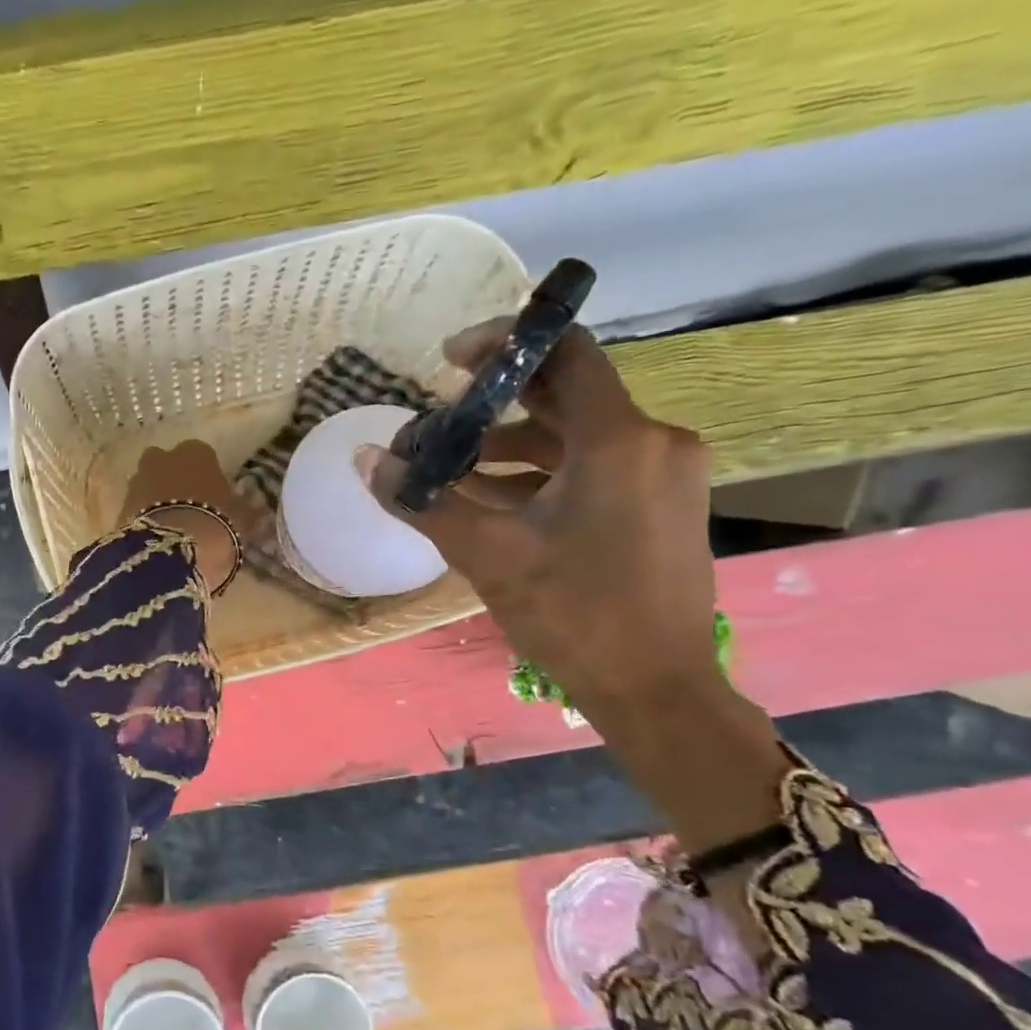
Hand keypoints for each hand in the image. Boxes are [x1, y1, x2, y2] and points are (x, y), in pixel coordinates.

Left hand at [118, 442, 247, 596]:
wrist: (172, 551)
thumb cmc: (217, 526)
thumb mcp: (242, 520)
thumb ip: (247, 510)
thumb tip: (258, 508)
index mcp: (197, 452)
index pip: (203, 458)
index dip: (206, 479)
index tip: (213, 500)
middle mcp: (163, 457)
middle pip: (168, 466)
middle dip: (175, 483)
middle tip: (188, 511)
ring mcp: (137, 480)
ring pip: (149, 485)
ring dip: (156, 500)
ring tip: (170, 529)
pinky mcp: (119, 506)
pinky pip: (136, 508)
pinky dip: (143, 519)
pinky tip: (154, 539)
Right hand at [363, 321, 790, 866]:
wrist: (655, 688)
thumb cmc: (573, 614)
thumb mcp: (488, 555)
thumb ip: (425, 501)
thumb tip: (367, 461)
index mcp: (619, 440)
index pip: (565, 352)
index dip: (504, 341)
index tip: (449, 360)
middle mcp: (652, 442)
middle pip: (566, 395)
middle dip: (495, 402)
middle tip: (439, 416)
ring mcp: (663, 476)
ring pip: (576, 438)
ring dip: (511, 446)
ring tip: (451, 470)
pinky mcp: (661, 506)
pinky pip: (594, 469)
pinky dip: (541, 475)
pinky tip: (492, 501)